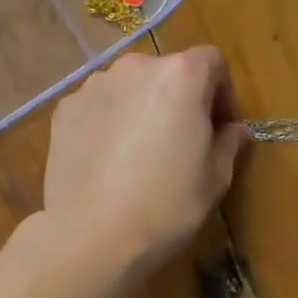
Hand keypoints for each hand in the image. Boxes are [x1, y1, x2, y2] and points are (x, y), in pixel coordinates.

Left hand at [40, 47, 248, 283]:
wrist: (92, 234)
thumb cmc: (166, 206)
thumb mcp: (214, 179)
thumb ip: (228, 143)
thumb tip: (233, 130)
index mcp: (180, 75)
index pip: (212, 62)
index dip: (221, 94)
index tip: (220, 129)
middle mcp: (134, 68)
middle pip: (166, 72)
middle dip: (178, 99)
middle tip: (179, 143)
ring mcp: (93, 87)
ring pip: (128, 89)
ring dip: (140, 109)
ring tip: (137, 154)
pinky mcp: (64, 111)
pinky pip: (97, 107)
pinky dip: (107, 123)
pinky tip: (107, 162)